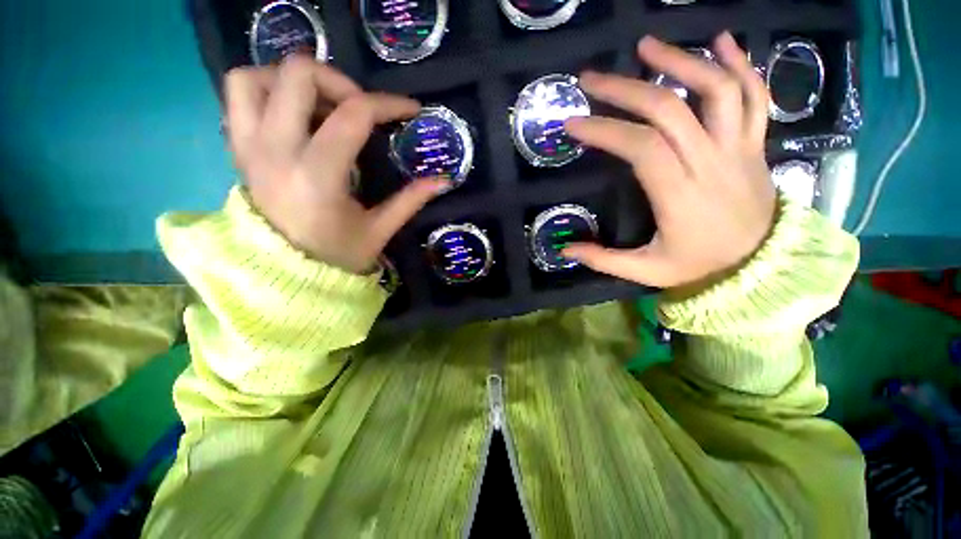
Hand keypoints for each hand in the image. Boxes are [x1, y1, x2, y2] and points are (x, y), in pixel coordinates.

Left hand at [225, 56, 447, 273]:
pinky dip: (267, 90)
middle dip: (340, 81)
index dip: (388, 104)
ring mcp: (249, 146)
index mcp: (318, 176)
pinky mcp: (237, 149)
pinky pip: (238, 96)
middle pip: (298, 74)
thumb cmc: (337, 257)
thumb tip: (443, 181)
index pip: (352, 115)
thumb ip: (410, 201)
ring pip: (256, 76)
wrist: (285, 275)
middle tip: (361, 108)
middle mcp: (275, 150)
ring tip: (323, 107)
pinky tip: (296, 116)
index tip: (410, 110)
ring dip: (295, 82)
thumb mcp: (379, 231)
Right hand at [563, 33, 776, 288]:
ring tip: (647, 46)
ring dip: (680, 62)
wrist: (760, 267)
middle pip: (669, 110)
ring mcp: (738, 148)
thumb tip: (565, 250)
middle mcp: (710, 162)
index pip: (640, 147)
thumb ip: (603, 260)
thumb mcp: (645, 272)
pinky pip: (755, 96)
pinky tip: (720, 42)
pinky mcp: (754, 144)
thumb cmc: (699, 267)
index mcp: (679, 195)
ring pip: (717, 90)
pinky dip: (740, 64)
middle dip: (625, 89)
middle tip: (591, 78)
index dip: (604, 130)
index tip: (573, 122)